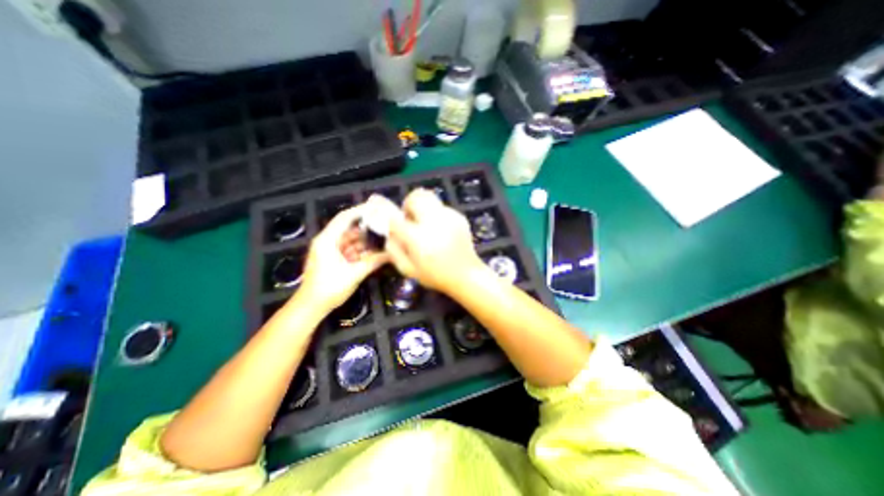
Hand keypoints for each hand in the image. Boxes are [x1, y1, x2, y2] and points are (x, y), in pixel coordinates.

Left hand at [296, 206, 388, 313]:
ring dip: (365, 241)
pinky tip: (374, 252)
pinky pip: (349, 250)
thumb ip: (373, 262)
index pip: (345, 218)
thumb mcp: (354, 274)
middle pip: (349, 228)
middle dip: (367, 227)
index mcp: (327, 240)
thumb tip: (392, 254)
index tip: (376, 207)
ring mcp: (330, 250)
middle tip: (385, 225)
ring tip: (383, 238)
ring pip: (351, 240)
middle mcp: (327, 241)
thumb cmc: (329, 288)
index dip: (360, 210)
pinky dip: (361, 251)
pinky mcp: (332, 259)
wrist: (311, 307)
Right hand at [386, 188, 482, 289]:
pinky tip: (440, 231)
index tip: (384, 213)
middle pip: (416, 197)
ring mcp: (449, 217)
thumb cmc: (435, 275)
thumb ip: (394, 250)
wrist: (466, 274)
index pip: (395, 218)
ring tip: (425, 224)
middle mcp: (433, 222)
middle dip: (408, 204)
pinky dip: (435, 215)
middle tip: (410, 219)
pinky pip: (441, 207)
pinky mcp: (459, 216)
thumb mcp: (408, 270)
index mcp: (418, 238)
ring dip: (422, 207)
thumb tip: (389, 234)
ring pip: (429, 198)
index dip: (386, 213)